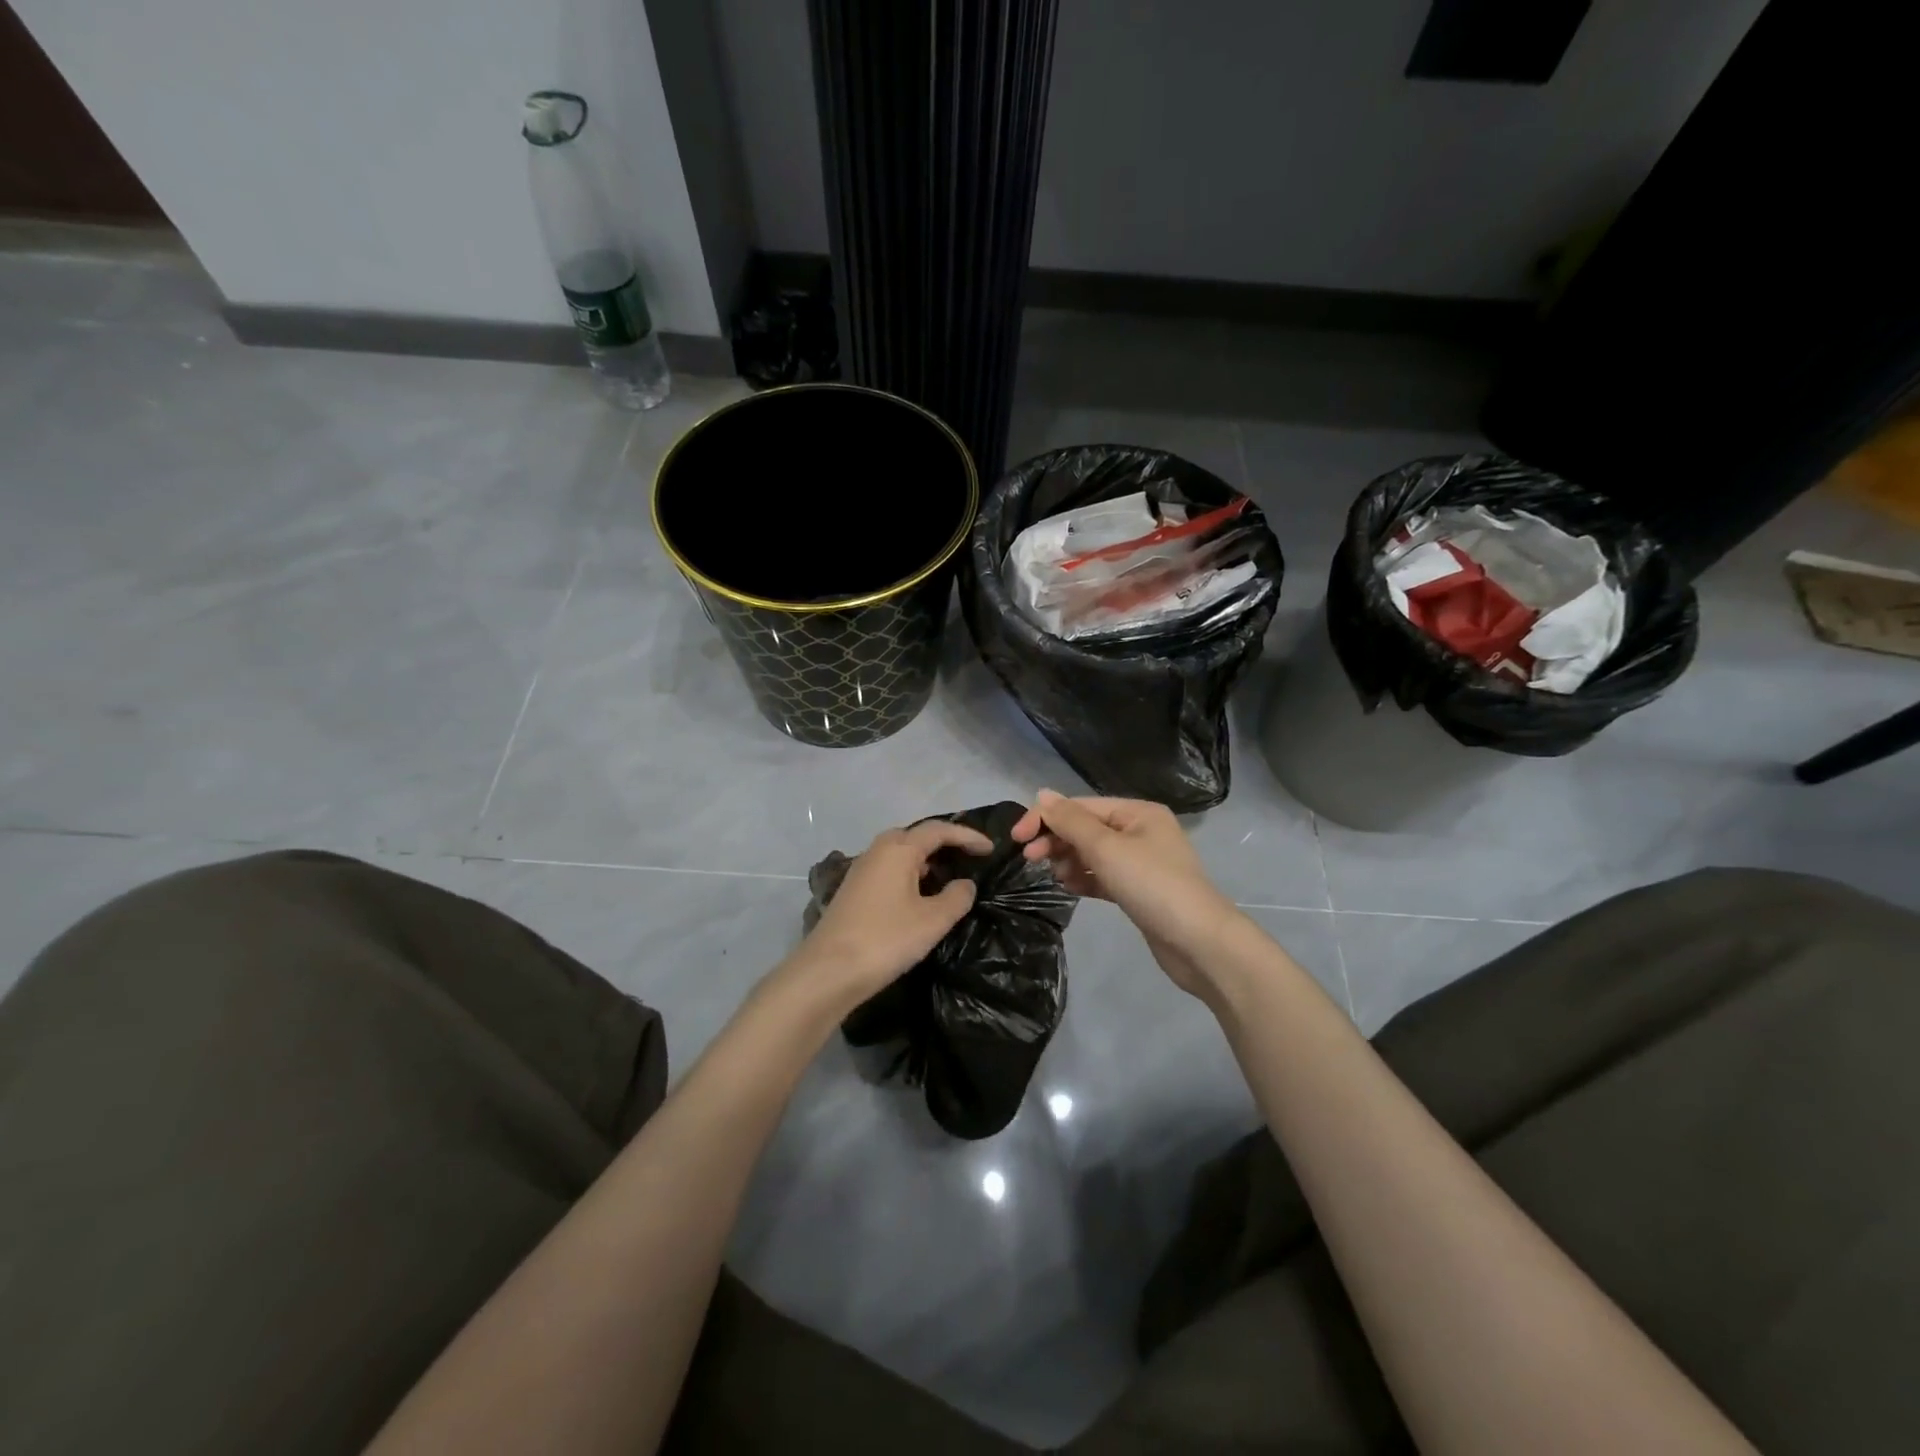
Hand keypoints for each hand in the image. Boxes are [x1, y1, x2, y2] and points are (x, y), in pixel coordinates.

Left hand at [783, 819, 993, 1011]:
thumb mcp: (932, 921)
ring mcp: (861, 870)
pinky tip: (917, 894)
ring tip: (947, 875)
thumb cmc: (886, 939)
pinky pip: (888, 868)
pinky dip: (908, 872)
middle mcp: (877, 851)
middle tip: (967, 856)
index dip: (967, 836)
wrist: (828, 971)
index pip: (939, 831)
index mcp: (898, 849)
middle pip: (915, 835)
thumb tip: (965, 884)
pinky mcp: (853, 890)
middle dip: (943, 842)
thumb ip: (956, 897)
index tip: (990, 849)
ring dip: (924, 858)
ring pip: (899, 852)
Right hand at [1011, 790, 1242, 995]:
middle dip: (1057, 840)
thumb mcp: (1106, 848)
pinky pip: (1102, 876)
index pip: (1081, 806)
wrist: (1199, 943)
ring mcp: (1141, 863)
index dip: (1046, 817)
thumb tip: (1042, 794)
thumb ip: (1071, 821)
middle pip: (1086, 828)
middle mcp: (1141, 831)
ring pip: (1092, 853)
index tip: (1017, 838)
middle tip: (1030, 859)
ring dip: (1068, 860)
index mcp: (1138, 812)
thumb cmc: (1152, 885)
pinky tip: (1068, 887)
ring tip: (1054, 876)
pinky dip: (1084, 879)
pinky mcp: (1139, 891)